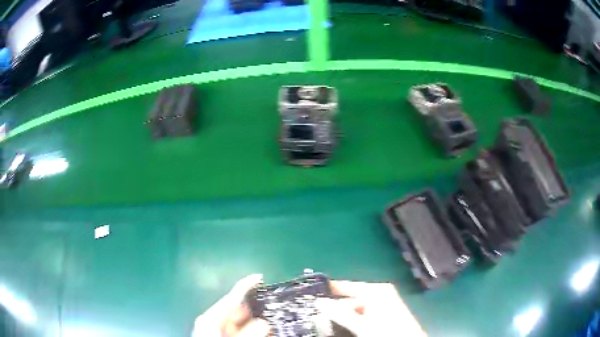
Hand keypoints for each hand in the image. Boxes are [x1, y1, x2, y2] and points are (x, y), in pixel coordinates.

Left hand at [192, 274, 271, 336]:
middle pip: (237, 309)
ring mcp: (219, 329)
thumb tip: (263, 323)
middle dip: (255, 307)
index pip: (231, 297)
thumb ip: (245, 334)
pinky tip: (263, 331)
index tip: (260, 277)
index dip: (245, 285)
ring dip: (255, 321)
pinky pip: (240, 329)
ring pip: (241, 321)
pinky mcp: (224, 334)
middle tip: (272, 305)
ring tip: (272, 318)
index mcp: (211, 318)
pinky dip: (251, 330)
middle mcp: (214, 321)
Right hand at [315, 280, 426, 336]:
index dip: (327, 290)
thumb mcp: (363, 324)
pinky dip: (351, 320)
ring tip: (324, 322)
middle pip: (348, 298)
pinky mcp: (382, 313)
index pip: (345, 285)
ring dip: (341, 315)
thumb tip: (318, 301)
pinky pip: (361, 314)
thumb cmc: (388, 331)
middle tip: (314, 315)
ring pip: (354, 308)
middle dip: (333, 308)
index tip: (308, 294)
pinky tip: (341, 327)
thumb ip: (341, 313)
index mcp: (376, 290)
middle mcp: (378, 293)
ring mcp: (381, 303)